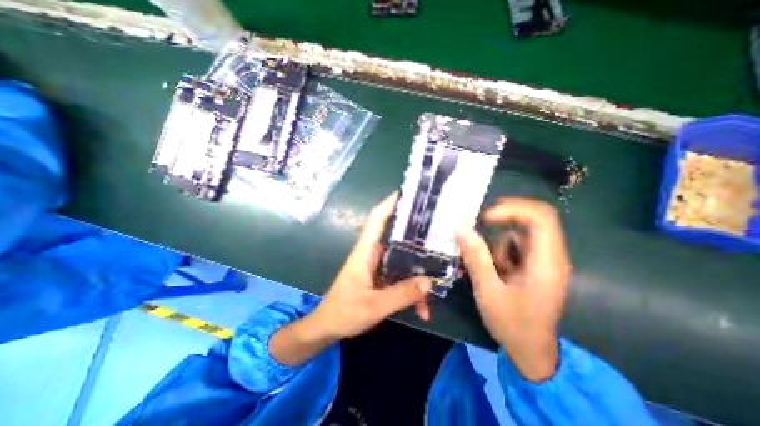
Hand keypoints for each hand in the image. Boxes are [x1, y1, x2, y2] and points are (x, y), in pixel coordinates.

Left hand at [306, 195, 429, 341]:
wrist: (328, 327)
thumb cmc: (344, 312)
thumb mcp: (374, 306)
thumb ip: (401, 294)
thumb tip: (429, 282)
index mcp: (366, 251)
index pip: (377, 218)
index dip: (390, 203)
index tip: (410, 194)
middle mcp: (374, 254)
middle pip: (397, 236)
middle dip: (417, 234)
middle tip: (440, 232)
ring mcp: (379, 266)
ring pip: (403, 260)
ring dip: (419, 272)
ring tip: (439, 280)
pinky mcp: (382, 278)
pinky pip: (401, 278)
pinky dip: (412, 291)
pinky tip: (423, 309)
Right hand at [457, 199, 569, 381]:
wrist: (531, 351)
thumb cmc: (511, 323)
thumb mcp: (488, 289)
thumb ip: (475, 256)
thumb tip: (460, 226)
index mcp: (546, 262)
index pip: (541, 218)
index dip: (513, 209)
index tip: (485, 218)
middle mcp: (551, 256)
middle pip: (534, 219)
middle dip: (504, 218)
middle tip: (480, 226)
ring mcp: (544, 261)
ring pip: (520, 234)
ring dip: (500, 243)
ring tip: (490, 269)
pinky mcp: (535, 266)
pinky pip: (516, 246)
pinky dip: (501, 252)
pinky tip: (496, 272)